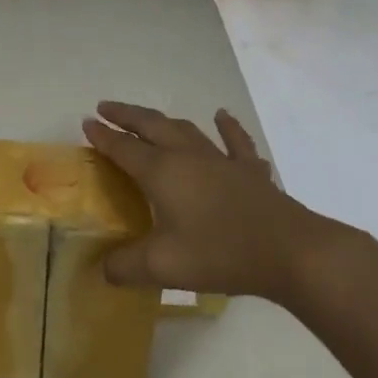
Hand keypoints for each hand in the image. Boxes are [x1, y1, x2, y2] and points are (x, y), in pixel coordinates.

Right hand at [82, 102, 354, 296]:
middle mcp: (188, 157)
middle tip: (106, 108)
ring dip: (163, 120)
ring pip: (186, 129)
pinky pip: (235, 141)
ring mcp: (222, 160)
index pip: (124, 148)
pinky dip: (226, 127)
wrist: (291, 252)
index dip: (103, 136)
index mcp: (163, 173)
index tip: (86, 122)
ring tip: (149, 117)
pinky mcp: (250, 172)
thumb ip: (125, 267)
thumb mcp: (162, 266)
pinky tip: (222, 116)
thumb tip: (103, 270)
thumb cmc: (221, 253)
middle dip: (126, 116)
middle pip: (151, 126)